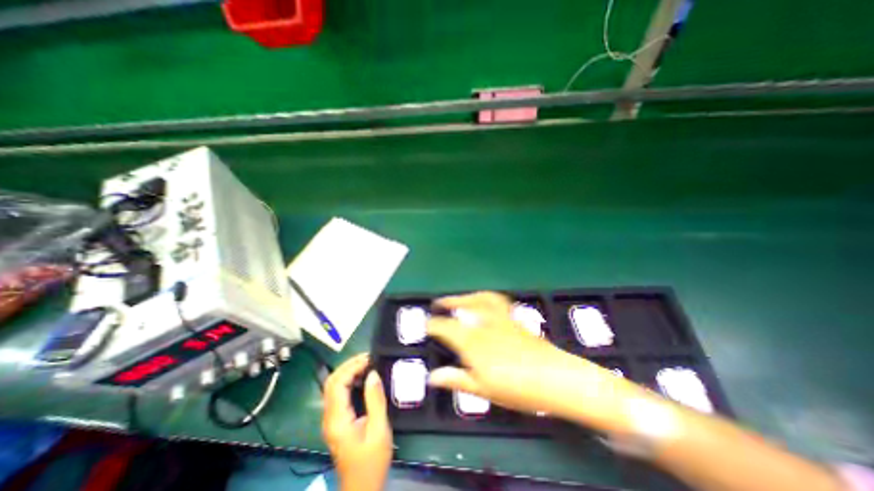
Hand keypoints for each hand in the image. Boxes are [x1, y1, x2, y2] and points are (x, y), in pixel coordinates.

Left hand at [323, 352, 392, 490]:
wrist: (362, 488)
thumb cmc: (372, 461)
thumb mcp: (379, 430)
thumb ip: (375, 400)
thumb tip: (373, 373)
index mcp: (337, 419)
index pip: (337, 384)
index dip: (351, 367)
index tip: (370, 358)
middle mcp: (329, 417)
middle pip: (331, 382)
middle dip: (348, 365)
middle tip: (368, 357)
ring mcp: (331, 419)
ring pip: (333, 387)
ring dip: (348, 371)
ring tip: (367, 363)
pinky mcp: (337, 421)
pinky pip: (339, 394)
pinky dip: (349, 381)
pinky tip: (363, 378)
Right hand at [426, 292, 636, 424]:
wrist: (555, 378)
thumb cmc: (516, 388)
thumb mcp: (483, 389)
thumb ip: (457, 380)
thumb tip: (432, 377)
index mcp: (473, 341)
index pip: (446, 327)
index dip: (434, 324)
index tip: (426, 324)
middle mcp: (484, 324)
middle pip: (463, 306)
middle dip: (448, 302)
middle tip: (438, 302)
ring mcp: (501, 318)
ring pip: (480, 299)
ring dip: (467, 296)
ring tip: (460, 298)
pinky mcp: (514, 319)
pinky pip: (497, 301)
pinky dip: (486, 298)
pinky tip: (485, 303)